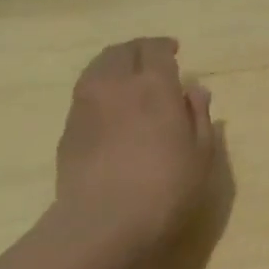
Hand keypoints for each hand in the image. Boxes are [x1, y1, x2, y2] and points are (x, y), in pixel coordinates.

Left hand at [55, 37, 216, 250]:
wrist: (103, 222)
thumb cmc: (165, 188)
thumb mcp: (200, 155)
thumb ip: (198, 116)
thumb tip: (195, 89)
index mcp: (153, 85)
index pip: (156, 49)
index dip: (165, 47)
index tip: (174, 52)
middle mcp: (116, 83)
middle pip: (123, 51)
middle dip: (139, 50)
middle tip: (151, 61)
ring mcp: (86, 103)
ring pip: (98, 67)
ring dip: (115, 64)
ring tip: (126, 78)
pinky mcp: (68, 126)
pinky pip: (85, 92)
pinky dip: (99, 88)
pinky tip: (109, 107)